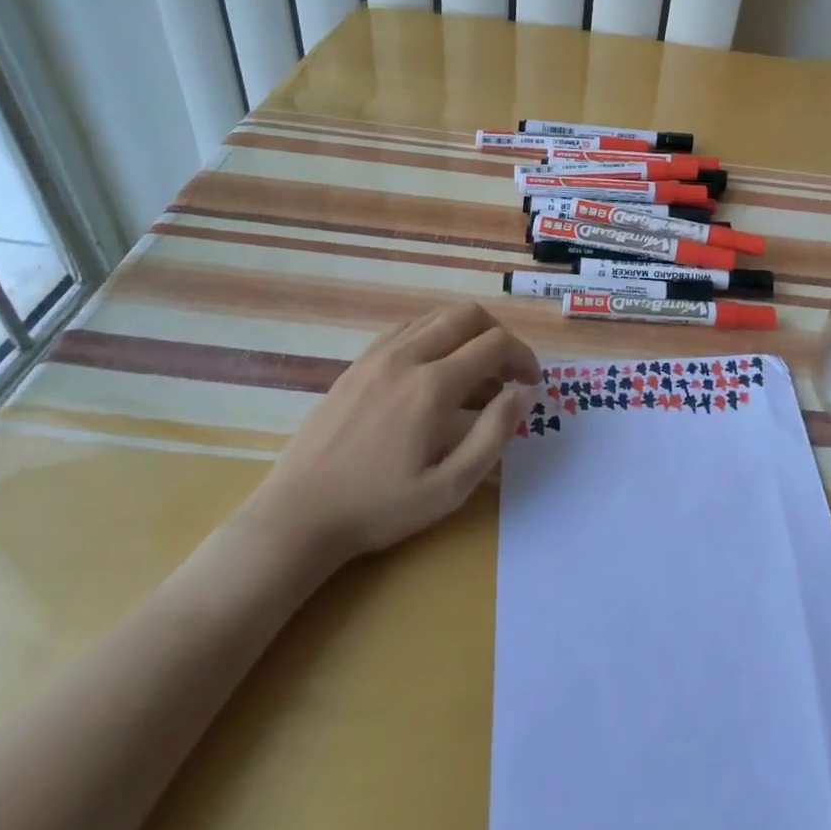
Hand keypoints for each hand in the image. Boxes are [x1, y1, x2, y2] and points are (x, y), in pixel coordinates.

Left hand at [236, 303, 540, 577]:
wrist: (299, 514)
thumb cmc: (380, 507)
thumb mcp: (450, 487)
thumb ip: (494, 434)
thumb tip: (524, 392)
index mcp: (433, 385)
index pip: (495, 344)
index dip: (524, 357)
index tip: (531, 384)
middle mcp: (408, 356)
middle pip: (468, 314)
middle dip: (499, 335)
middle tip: (507, 373)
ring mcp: (378, 354)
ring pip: (437, 316)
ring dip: (467, 333)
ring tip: (474, 373)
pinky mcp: (358, 362)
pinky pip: (408, 328)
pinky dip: (434, 336)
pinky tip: (434, 371)